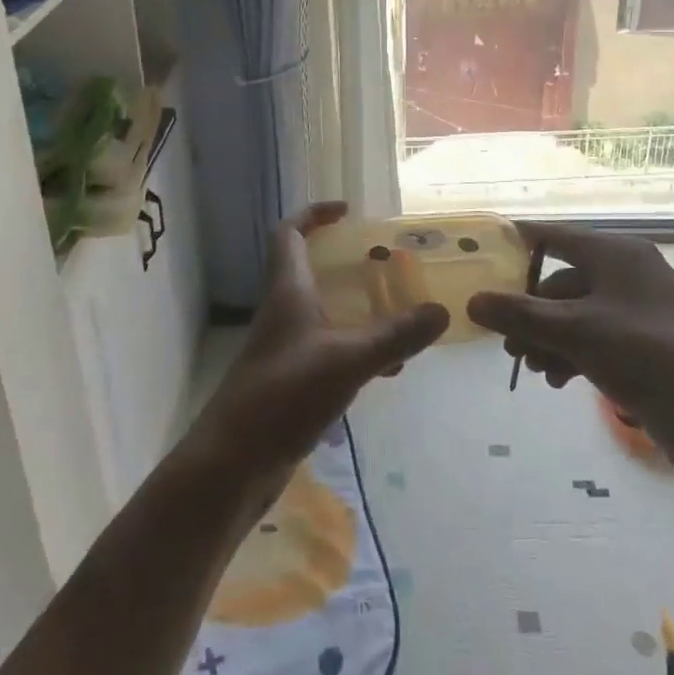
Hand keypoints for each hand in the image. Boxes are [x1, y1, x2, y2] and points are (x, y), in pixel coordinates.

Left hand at [191, 203, 449, 484]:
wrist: (232, 465)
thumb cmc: (283, 396)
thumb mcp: (347, 361)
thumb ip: (394, 335)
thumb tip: (441, 310)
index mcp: (287, 292)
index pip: (290, 234)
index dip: (313, 214)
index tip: (346, 210)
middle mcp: (283, 313)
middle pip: (308, 269)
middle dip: (345, 260)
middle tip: (385, 262)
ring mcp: (285, 349)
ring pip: (323, 312)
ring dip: (356, 307)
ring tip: (399, 312)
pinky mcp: (290, 382)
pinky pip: (329, 349)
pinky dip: (357, 348)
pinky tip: (387, 369)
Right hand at [466, 222, 673, 482]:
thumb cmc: (644, 355)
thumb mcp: (575, 331)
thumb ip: (520, 315)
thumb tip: (472, 302)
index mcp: (615, 252)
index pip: (553, 236)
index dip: (518, 247)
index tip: (484, 262)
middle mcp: (626, 272)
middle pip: (561, 281)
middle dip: (531, 313)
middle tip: (508, 344)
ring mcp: (636, 309)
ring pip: (575, 314)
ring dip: (548, 338)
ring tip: (533, 368)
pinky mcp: (643, 343)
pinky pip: (594, 337)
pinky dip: (572, 353)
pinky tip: (558, 380)